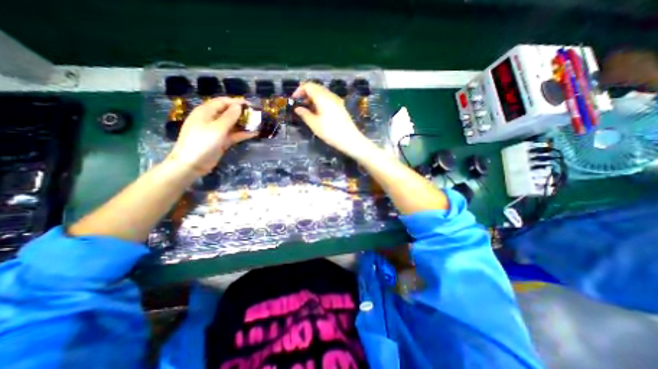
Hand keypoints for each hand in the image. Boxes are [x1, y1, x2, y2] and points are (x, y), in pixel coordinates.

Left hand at [166, 99, 254, 174]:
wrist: (192, 164)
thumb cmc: (203, 142)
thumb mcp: (218, 128)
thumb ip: (229, 116)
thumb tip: (239, 106)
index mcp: (206, 111)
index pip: (222, 102)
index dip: (236, 102)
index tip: (250, 104)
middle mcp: (211, 119)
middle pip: (228, 112)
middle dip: (241, 113)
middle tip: (256, 115)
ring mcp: (216, 131)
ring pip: (232, 124)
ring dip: (243, 124)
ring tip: (257, 124)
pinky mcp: (221, 141)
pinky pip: (233, 134)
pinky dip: (242, 134)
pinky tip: (253, 134)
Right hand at [293, 82, 368, 155]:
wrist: (350, 139)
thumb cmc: (330, 132)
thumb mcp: (314, 124)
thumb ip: (304, 114)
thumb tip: (297, 108)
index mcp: (322, 97)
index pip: (309, 86)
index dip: (299, 90)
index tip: (294, 99)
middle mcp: (330, 95)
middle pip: (316, 87)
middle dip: (306, 93)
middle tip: (300, 104)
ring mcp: (337, 100)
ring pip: (322, 93)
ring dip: (313, 98)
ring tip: (308, 109)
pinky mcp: (341, 106)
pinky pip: (328, 99)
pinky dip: (320, 101)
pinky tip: (318, 112)